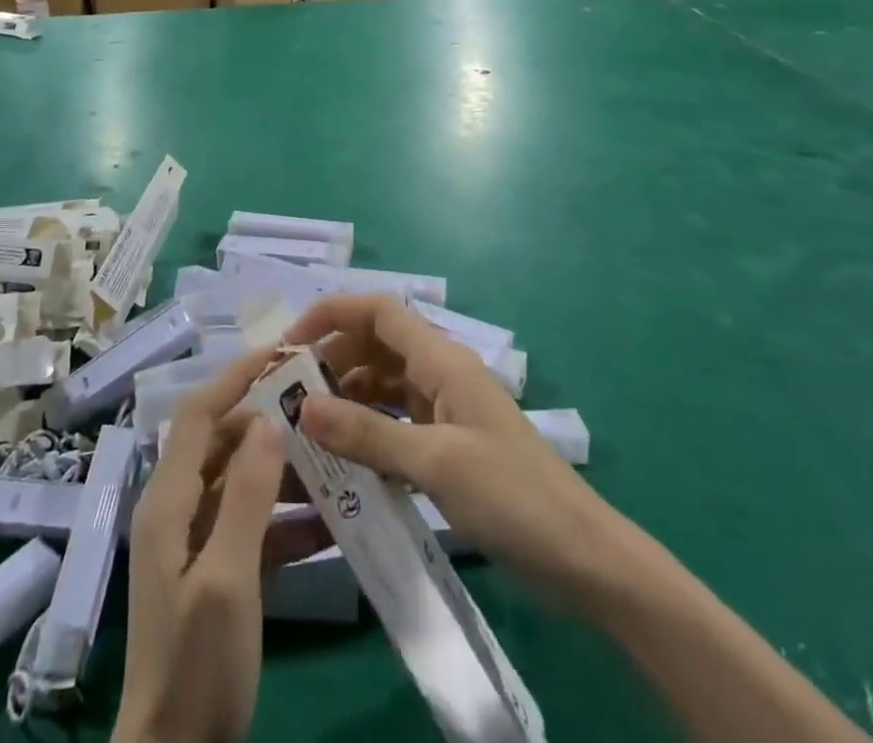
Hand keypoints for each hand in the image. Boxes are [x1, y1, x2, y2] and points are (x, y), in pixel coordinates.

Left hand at [113, 352, 315, 742]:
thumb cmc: (197, 662)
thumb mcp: (228, 577)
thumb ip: (247, 495)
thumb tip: (268, 418)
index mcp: (168, 499)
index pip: (200, 414)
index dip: (236, 377)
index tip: (282, 354)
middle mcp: (178, 507)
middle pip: (223, 443)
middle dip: (269, 422)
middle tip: (321, 408)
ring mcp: (196, 540)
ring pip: (242, 482)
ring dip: (283, 471)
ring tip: (334, 461)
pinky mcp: (218, 570)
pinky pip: (252, 524)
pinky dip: (286, 518)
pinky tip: (330, 522)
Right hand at [284, 294, 604, 601]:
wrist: (583, 560)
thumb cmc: (512, 497)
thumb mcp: (435, 463)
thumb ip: (367, 433)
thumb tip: (301, 405)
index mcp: (442, 360)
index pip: (379, 311)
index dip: (332, 313)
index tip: (290, 343)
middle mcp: (441, 374)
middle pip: (376, 344)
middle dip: (332, 358)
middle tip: (289, 393)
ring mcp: (446, 410)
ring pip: (383, 383)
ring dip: (347, 396)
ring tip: (307, 426)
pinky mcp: (448, 445)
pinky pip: (396, 421)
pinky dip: (368, 429)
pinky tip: (344, 457)